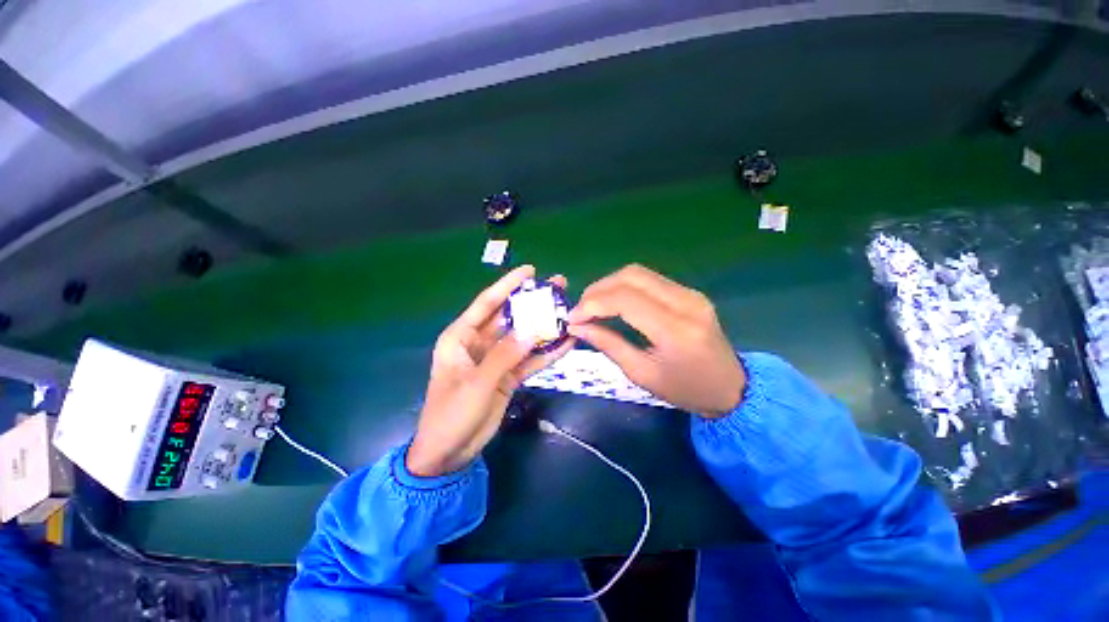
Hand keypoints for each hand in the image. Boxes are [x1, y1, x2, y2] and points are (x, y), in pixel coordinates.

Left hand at [408, 266, 573, 476]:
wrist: (450, 453)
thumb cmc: (451, 414)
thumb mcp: (477, 384)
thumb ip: (505, 356)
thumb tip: (533, 331)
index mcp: (461, 337)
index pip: (487, 304)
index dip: (507, 285)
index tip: (530, 270)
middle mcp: (480, 343)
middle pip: (510, 317)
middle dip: (533, 303)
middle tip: (558, 287)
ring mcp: (497, 359)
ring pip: (524, 337)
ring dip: (545, 326)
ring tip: (568, 311)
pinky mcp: (509, 376)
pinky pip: (530, 360)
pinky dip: (547, 353)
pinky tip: (567, 344)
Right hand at [567, 265, 744, 417]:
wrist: (730, 388)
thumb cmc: (685, 390)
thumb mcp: (642, 374)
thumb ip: (608, 345)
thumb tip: (577, 327)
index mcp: (675, 329)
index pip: (625, 300)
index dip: (592, 304)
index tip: (572, 318)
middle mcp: (685, 302)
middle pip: (630, 276)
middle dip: (598, 289)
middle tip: (580, 310)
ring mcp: (690, 293)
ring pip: (638, 273)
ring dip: (609, 285)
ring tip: (592, 306)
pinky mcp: (689, 292)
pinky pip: (649, 280)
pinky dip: (624, 287)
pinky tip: (613, 302)